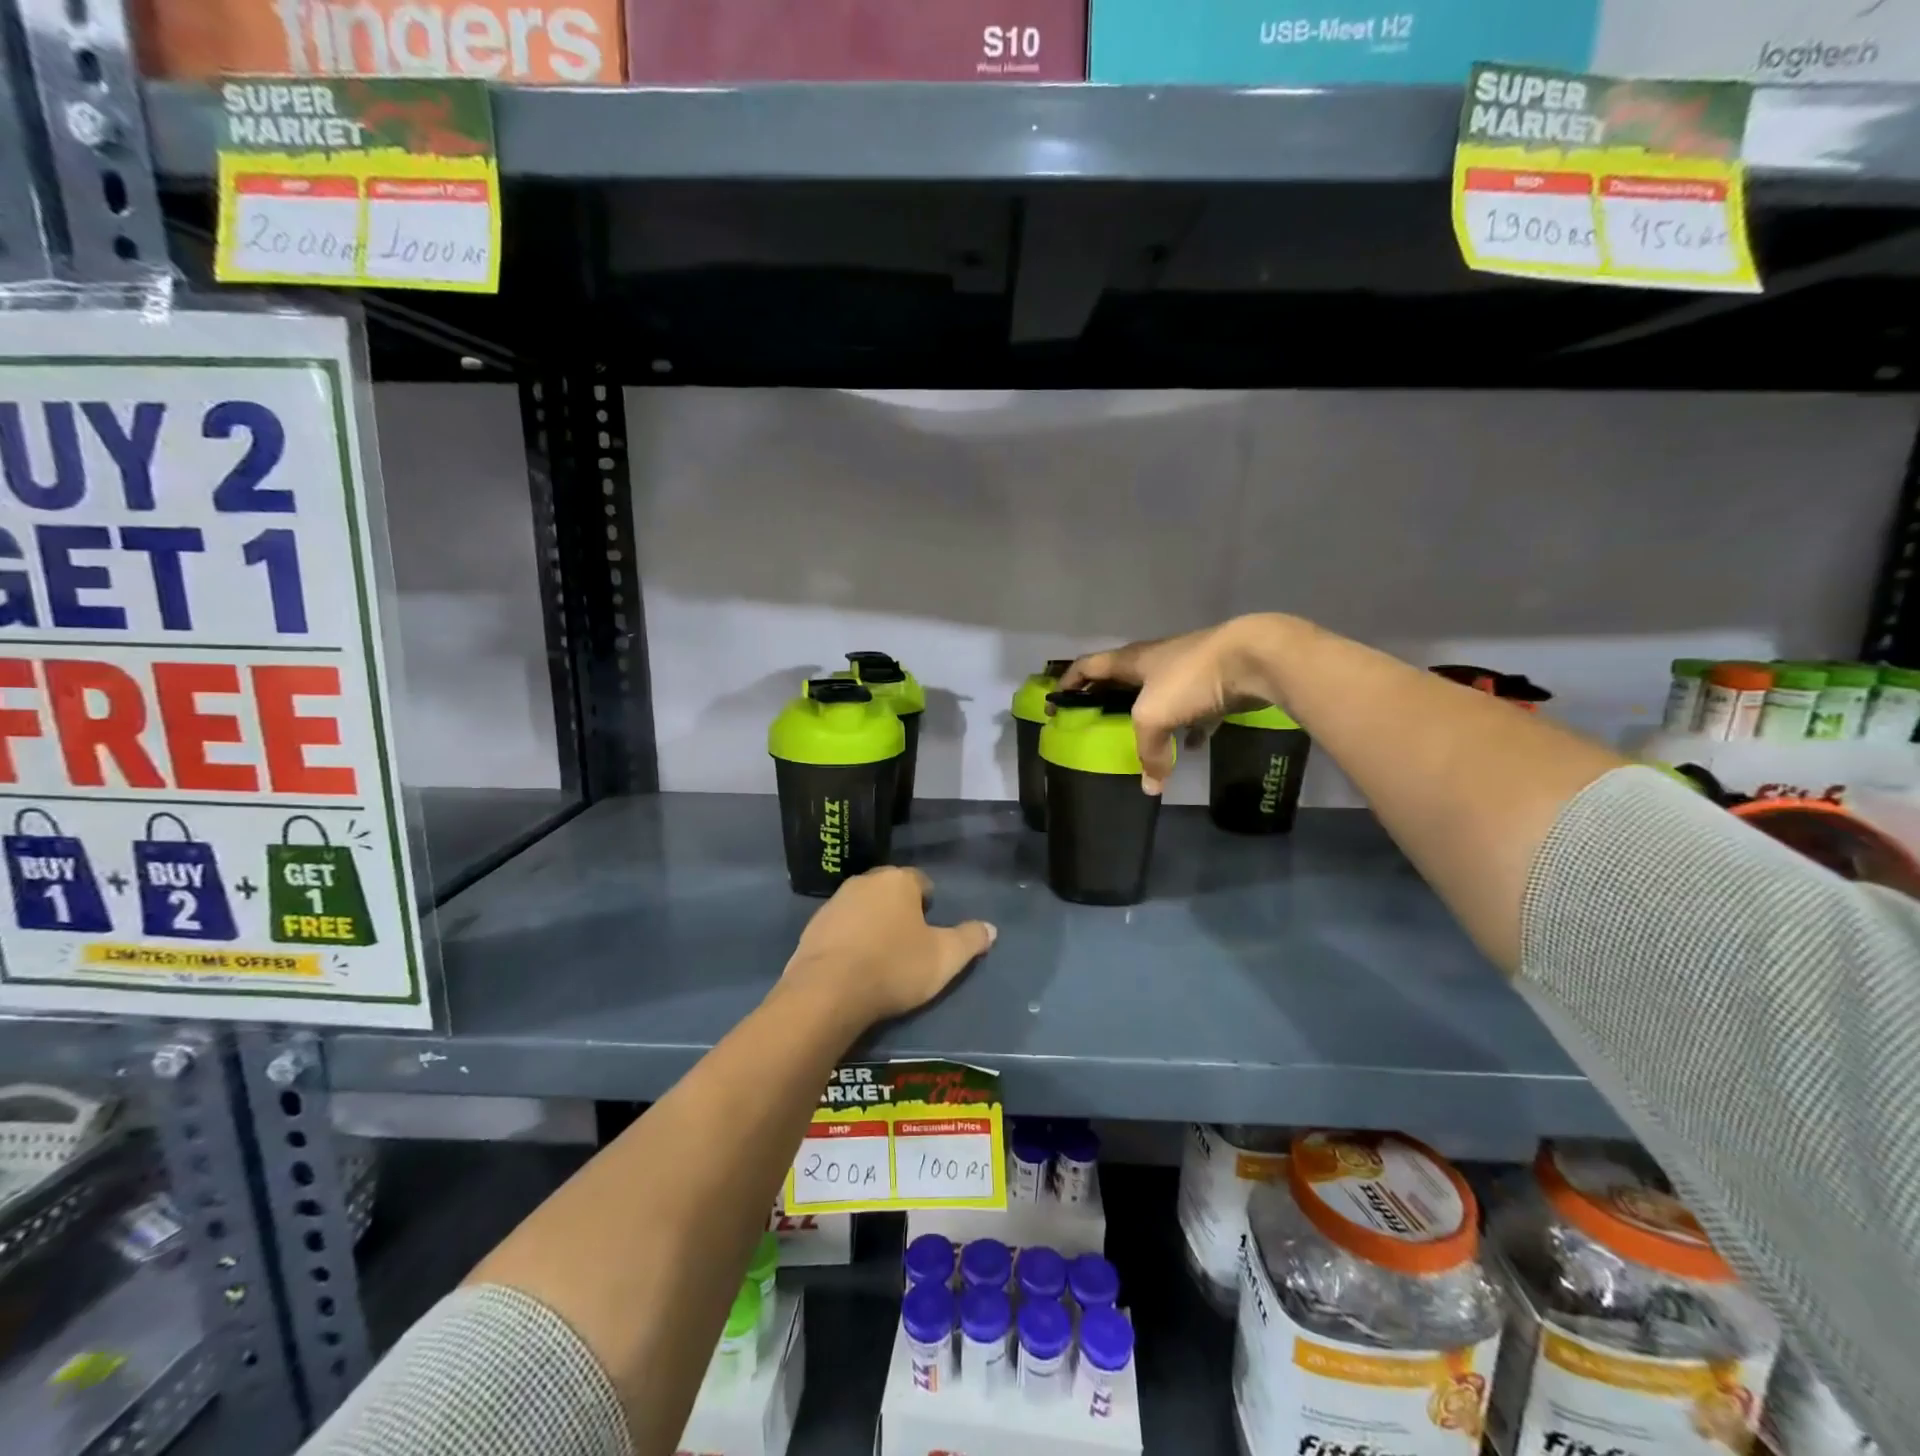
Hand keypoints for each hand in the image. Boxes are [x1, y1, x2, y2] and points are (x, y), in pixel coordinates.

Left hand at [782, 867, 995, 1024]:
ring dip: (872, 923)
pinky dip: (849, 940)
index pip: (920, 881)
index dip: (928, 903)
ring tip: (881, 956)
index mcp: (898, 881)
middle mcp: (865, 881)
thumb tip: (990, 929)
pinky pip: (840, 928)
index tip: (931, 927)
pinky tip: (854, 965)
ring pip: (862, 907)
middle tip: (909, 942)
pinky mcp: (812, 927)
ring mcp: (834, 902)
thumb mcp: (944, 958)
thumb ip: (969, 940)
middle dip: (899, 910)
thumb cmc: (894, 967)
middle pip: (889, 891)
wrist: (828, 991)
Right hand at [1064, 614, 1299, 793]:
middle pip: (1123, 680)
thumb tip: (1151, 787)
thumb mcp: (1155, 717)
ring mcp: (1188, 671)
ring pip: (1160, 694)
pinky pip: (1195, 709)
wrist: (1254, 658)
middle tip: (1097, 721)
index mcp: (1132, 661)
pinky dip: (1189, 727)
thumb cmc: (1190, 679)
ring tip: (1142, 738)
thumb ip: (1148, 752)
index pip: (1089, 666)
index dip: (1069, 682)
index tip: (1057, 703)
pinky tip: (1191, 746)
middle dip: (1108, 698)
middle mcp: (1157, 662)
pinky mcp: (1216, 684)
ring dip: (1150, 714)